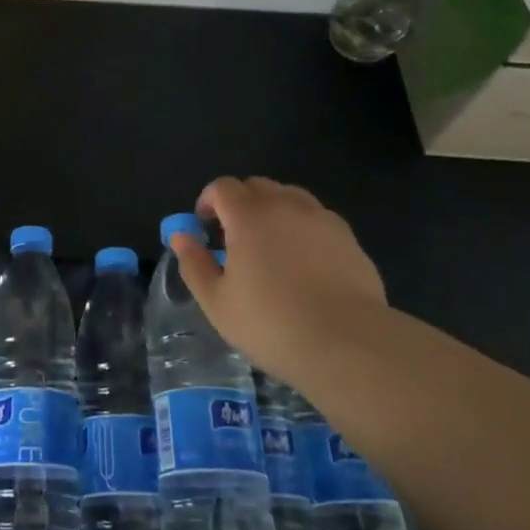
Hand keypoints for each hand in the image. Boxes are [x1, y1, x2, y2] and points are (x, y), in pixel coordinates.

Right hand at [170, 177, 385, 388]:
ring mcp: (321, 218)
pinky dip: (302, 227)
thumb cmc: (272, 324)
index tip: (205, 226)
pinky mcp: (348, 238)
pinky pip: (317, 218)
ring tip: (271, 246)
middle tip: (235, 238)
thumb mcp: (217, 302)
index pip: (222, 187)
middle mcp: (285, 205)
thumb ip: (194, 263)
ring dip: (272, 210)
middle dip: (239, 202)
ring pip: (289, 197)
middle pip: (256, 185)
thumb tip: (180, 236)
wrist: (348, 343)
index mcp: (248, 215)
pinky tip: (304, 261)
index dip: (208, 201)